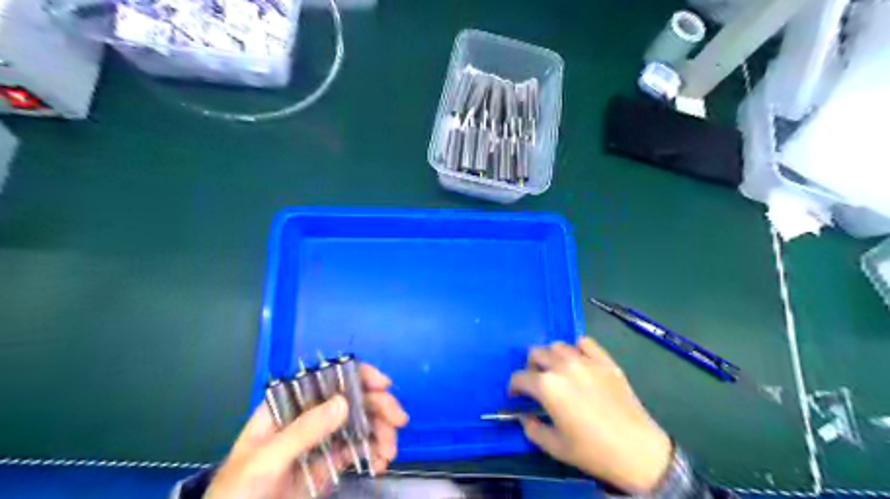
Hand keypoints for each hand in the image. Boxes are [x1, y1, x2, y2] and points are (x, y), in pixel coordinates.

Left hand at [205, 362, 409, 498]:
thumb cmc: (237, 493)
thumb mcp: (266, 460)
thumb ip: (303, 431)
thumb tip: (345, 402)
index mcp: (288, 406)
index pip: (326, 378)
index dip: (357, 375)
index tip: (383, 385)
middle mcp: (309, 417)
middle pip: (351, 400)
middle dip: (378, 407)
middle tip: (399, 422)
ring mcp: (321, 440)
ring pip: (360, 423)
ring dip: (381, 432)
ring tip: (389, 453)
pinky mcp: (329, 463)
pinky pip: (358, 450)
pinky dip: (374, 453)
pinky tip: (380, 463)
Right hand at [507, 337, 667, 492]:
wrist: (638, 451)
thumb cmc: (592, 451)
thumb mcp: (555, 447)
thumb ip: (532, 428)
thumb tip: (524, 416)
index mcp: (547, 386)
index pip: (519, 377)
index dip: (513, 387)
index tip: (516, 397)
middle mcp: (562, 366)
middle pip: (536, 353)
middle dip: (531, 367)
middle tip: (537, 383)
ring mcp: (586, 360)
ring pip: (558, 346)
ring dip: (551, 357)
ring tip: (558, 372)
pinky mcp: (605, 361)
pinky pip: (585, 342)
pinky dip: (577, 349)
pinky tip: (580, 362)